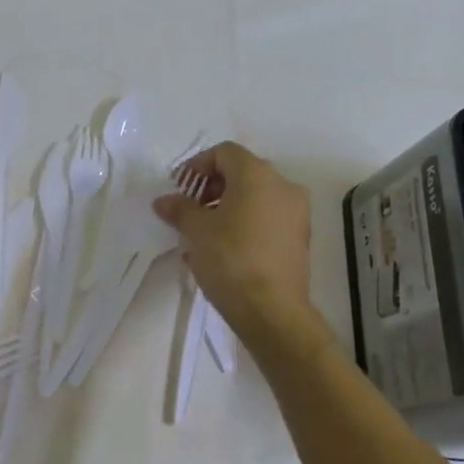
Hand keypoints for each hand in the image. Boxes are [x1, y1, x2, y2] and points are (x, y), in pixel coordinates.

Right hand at [154, 142, 313, 333]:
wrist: (272, 310)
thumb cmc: (230, 259)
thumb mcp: (196, 231)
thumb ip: (179, 209)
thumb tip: (164, 201)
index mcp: (258, 175)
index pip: (225, 152)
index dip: (197, 165)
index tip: (179, 187)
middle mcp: (283, 187)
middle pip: (242, 172)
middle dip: (211, 186)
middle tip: (189, 208)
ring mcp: (296, 214)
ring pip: (255, 198)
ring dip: (226, 207)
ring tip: (202, 233)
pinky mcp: (299, 239)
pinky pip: (266, 219)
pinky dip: (244, 223)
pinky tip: (222, 249)